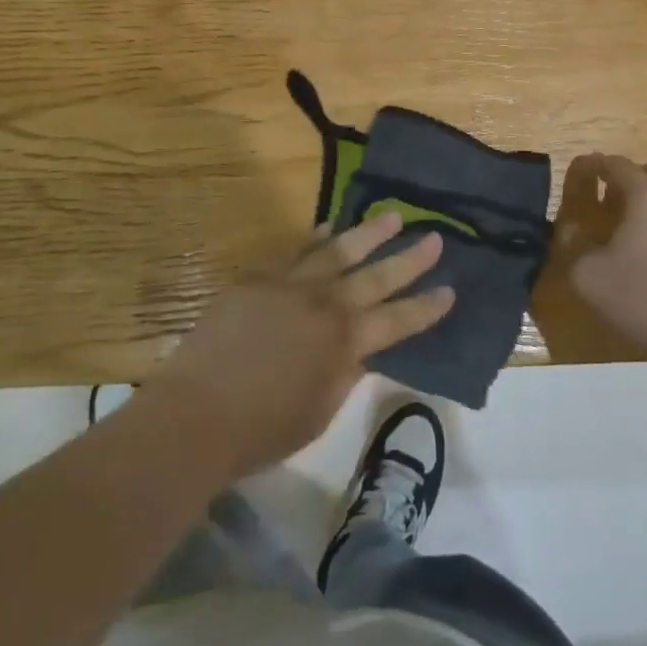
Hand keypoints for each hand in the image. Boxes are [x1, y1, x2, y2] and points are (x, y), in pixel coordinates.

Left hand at [146, 213, 454, 478]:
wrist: (197, 413)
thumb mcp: (319, 411)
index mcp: (346, 343)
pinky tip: (327, 228)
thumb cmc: (261, 429)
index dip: (426, 307)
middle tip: (435, 238)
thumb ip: (344, 373)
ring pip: (338, 250)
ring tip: (392, 216)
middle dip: (410, 259)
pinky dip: (314, 238)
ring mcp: (291, 285)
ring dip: (368, 233)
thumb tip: (360, 348)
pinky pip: (294, 251)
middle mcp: (326, 305)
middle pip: (376, 277)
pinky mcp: (260, 278)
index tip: (450, 290)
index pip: (398, 321)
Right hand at [559, 154, 646, 372]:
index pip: (619, 166)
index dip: (598, 164)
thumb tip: (576, 242)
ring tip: (634, 229)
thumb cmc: (646, 298)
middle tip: (615, 195)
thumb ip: (576, 253)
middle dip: (636, 176)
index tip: (584, 168)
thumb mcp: (591, 279)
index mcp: (646, 197)